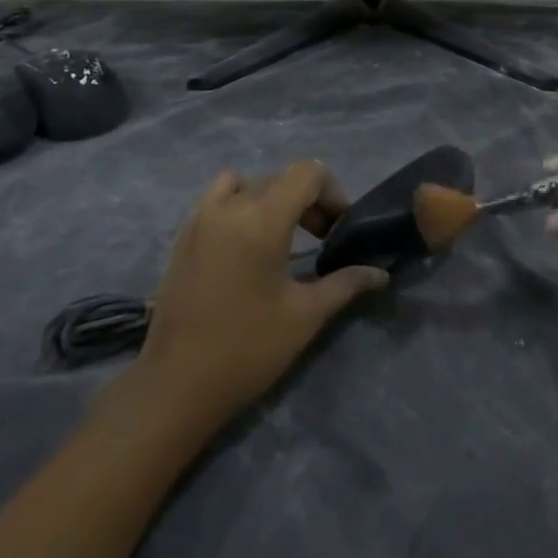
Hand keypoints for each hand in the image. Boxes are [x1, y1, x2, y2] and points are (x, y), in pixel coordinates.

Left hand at [133, 161, 388, 433]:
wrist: (176, 384)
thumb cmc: (247, 349)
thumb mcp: (305, 316)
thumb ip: (345, 284)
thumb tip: (381, 273)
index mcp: (262, 219)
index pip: (307, 173)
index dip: (332, 193)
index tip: (340, 229)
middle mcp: (229, 206)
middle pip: (280, 178)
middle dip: (308, 201)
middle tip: (322, 240)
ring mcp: (201, 216)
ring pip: (249, 183)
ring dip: (273, 199)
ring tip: (283, 236)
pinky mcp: (184, 233)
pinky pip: (220, 197)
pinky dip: (242, 204)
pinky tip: (248, 245)